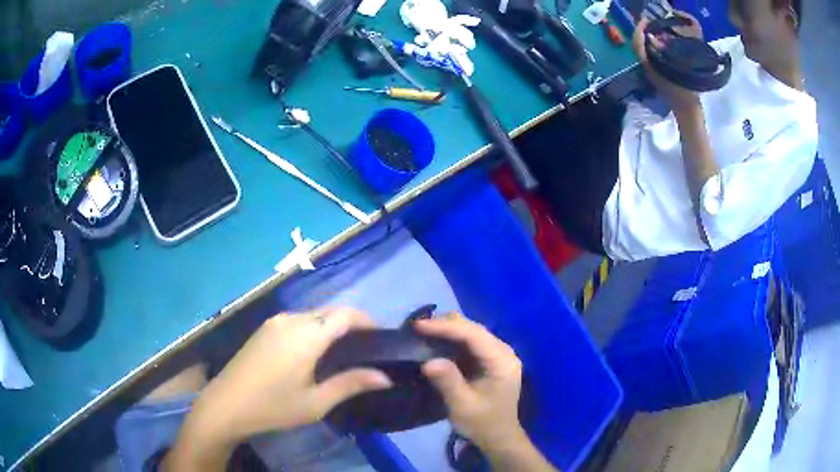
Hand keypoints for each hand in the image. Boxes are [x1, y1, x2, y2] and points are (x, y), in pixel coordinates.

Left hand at [165, 308, 390, 469]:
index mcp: (306, 336)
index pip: (345, 315)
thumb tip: (384, 377)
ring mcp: (274, 321)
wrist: (226, 404)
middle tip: (365, 348)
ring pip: (312, 314)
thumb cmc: (274, 407)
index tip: (381, 336)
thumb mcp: (316, 402)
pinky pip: (297, 320)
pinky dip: (313, 328)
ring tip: (342, 351)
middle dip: (350, 323)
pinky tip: (313, 351)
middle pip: (329, 311)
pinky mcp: (264, 328)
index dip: (366, 321)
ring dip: (330, 325)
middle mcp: (291, 320)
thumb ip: (351, 384)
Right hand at [415, 315, 524, 450]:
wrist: (498, 437)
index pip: (474, 335)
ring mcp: (498, 354)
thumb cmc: (482, 423)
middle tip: (417, 328)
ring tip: (422, 331)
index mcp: (502, 361)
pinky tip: (435, 341)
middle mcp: (503, 351)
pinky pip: (470, 341)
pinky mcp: (490, 359)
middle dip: (445, 325)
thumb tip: (428, 361)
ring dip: (448, 330)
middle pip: (474, 329)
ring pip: (471, 332)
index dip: (446, 327)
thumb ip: (448, 382)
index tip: (419, 326)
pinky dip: (452, 339)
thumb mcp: (463, 406)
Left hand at [633, 12, 703, 113]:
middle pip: (639, 46)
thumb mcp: (678, 72)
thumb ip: (664, 53)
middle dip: (643, 33)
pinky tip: (665, 45)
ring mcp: (653, 73)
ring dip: (649, 40)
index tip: (646, 21)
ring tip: (659, 32)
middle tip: (652, 25)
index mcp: (649, 67)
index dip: (639, 31)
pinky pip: (652, 57)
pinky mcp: (659, 76)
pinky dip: (655, 48)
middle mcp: (647, 69)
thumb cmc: (686, 95)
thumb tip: (653, 38)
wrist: (689, 115)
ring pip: (645, 51)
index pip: (638, 45)